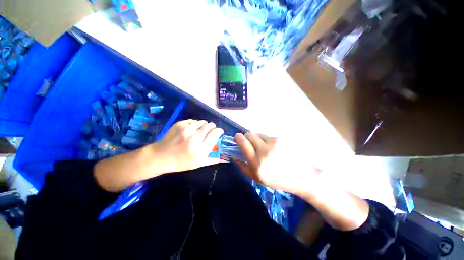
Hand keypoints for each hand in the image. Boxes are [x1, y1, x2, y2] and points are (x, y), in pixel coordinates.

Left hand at [151, 119, 223, 172]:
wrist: (161, 156)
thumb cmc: (181, 162)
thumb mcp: (198, 164)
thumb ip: (212, 160)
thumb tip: (224, 158)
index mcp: (201, 149)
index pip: (215, 134)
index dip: (219, 131)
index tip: (219, 132)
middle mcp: (195, 138)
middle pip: (210, 126)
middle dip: (213, 127)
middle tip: (211, 130)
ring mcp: (186, 129)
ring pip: (202, 122)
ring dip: (204, 125)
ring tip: (201, 130)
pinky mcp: (180, 124)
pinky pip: (193, 120)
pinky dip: (195, 124)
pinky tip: (192, 129)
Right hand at [235, 133, 321, 196]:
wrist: (301, 176)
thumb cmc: (277, 180)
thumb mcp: (257, 178)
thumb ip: (244, 166)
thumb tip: (235, 155)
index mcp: (257, 163)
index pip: (243, 143)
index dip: (238, 138)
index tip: (237, 138)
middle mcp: (265, 151)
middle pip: (250, 135)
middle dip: (247, 137)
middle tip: (249, 143)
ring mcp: (274, 143)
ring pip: (259, 134)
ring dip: (257, 139)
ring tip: (262, 147)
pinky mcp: (281, 139)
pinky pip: (268, 136)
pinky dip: (266, 140)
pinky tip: (272, 148)